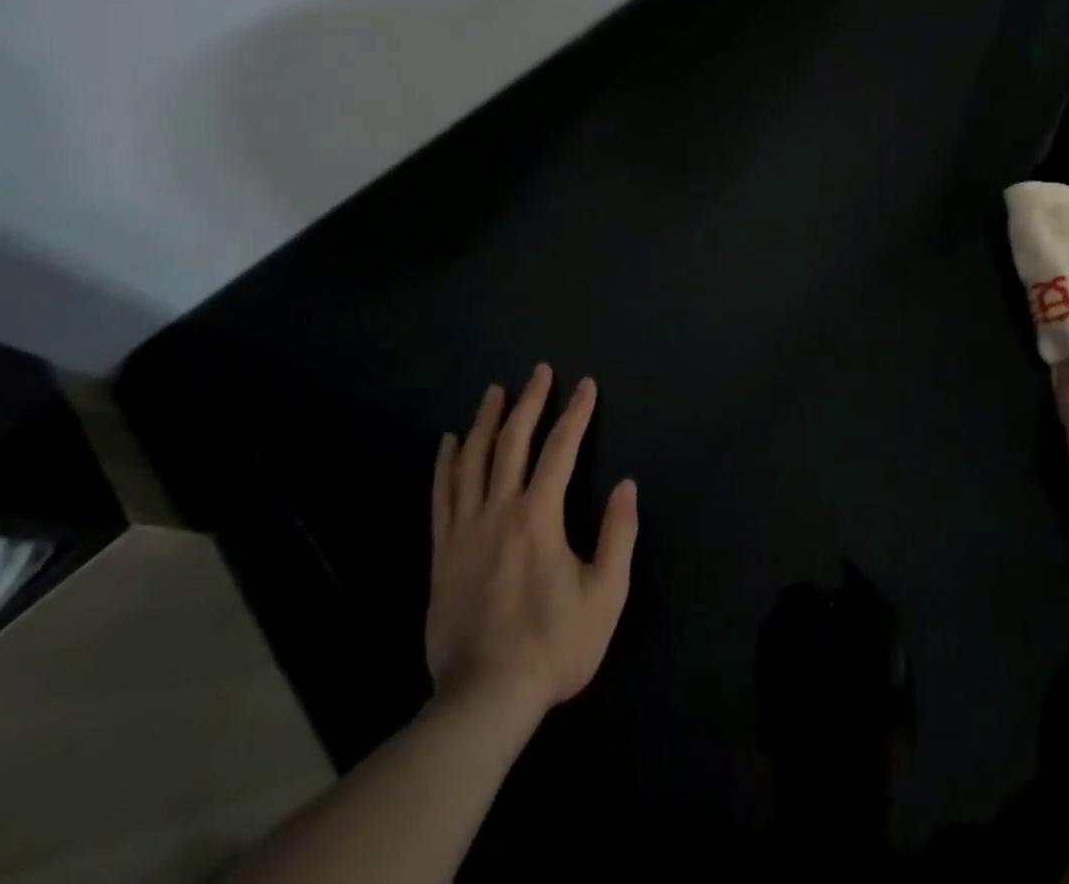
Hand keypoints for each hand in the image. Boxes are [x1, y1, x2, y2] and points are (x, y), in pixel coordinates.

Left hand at [425, 364, 637, 711]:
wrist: (484, 697)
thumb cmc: (554, 645)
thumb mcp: (606, 595)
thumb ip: (618, 535)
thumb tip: (627, 486)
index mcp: (539, 516)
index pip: (561, 449)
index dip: (576, 414)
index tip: (587, 386)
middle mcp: (499, 510)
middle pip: (513, 442)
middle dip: (530, 401)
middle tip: (539, 371)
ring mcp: (465, 529)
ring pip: (472, 460)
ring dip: (486, 421)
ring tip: (495, 392)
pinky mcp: (442, 552)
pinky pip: (441, 495)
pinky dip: (446, 463)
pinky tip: (449, 442)